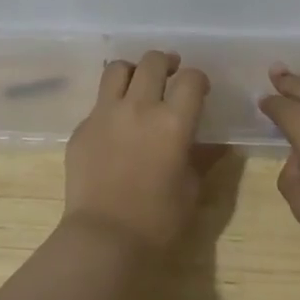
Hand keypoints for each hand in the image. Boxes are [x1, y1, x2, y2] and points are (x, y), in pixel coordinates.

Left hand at [64, 51, 210, 251]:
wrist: (104, 238)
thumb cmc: (158, 220)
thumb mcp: (191, 189)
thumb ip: (203, 158)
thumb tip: (218, 144)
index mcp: (173, 121)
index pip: (190, 78)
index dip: (198, 79)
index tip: (199, 90)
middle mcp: (139, 107)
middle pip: (152, 62)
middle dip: (166, 63)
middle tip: (170, 75)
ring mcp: (105, 114)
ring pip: (117, 69)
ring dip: (133, 71)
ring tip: (138, 85)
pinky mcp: (82, 128)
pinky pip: (98, 102)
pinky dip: (111, 103)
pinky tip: (116, 125)